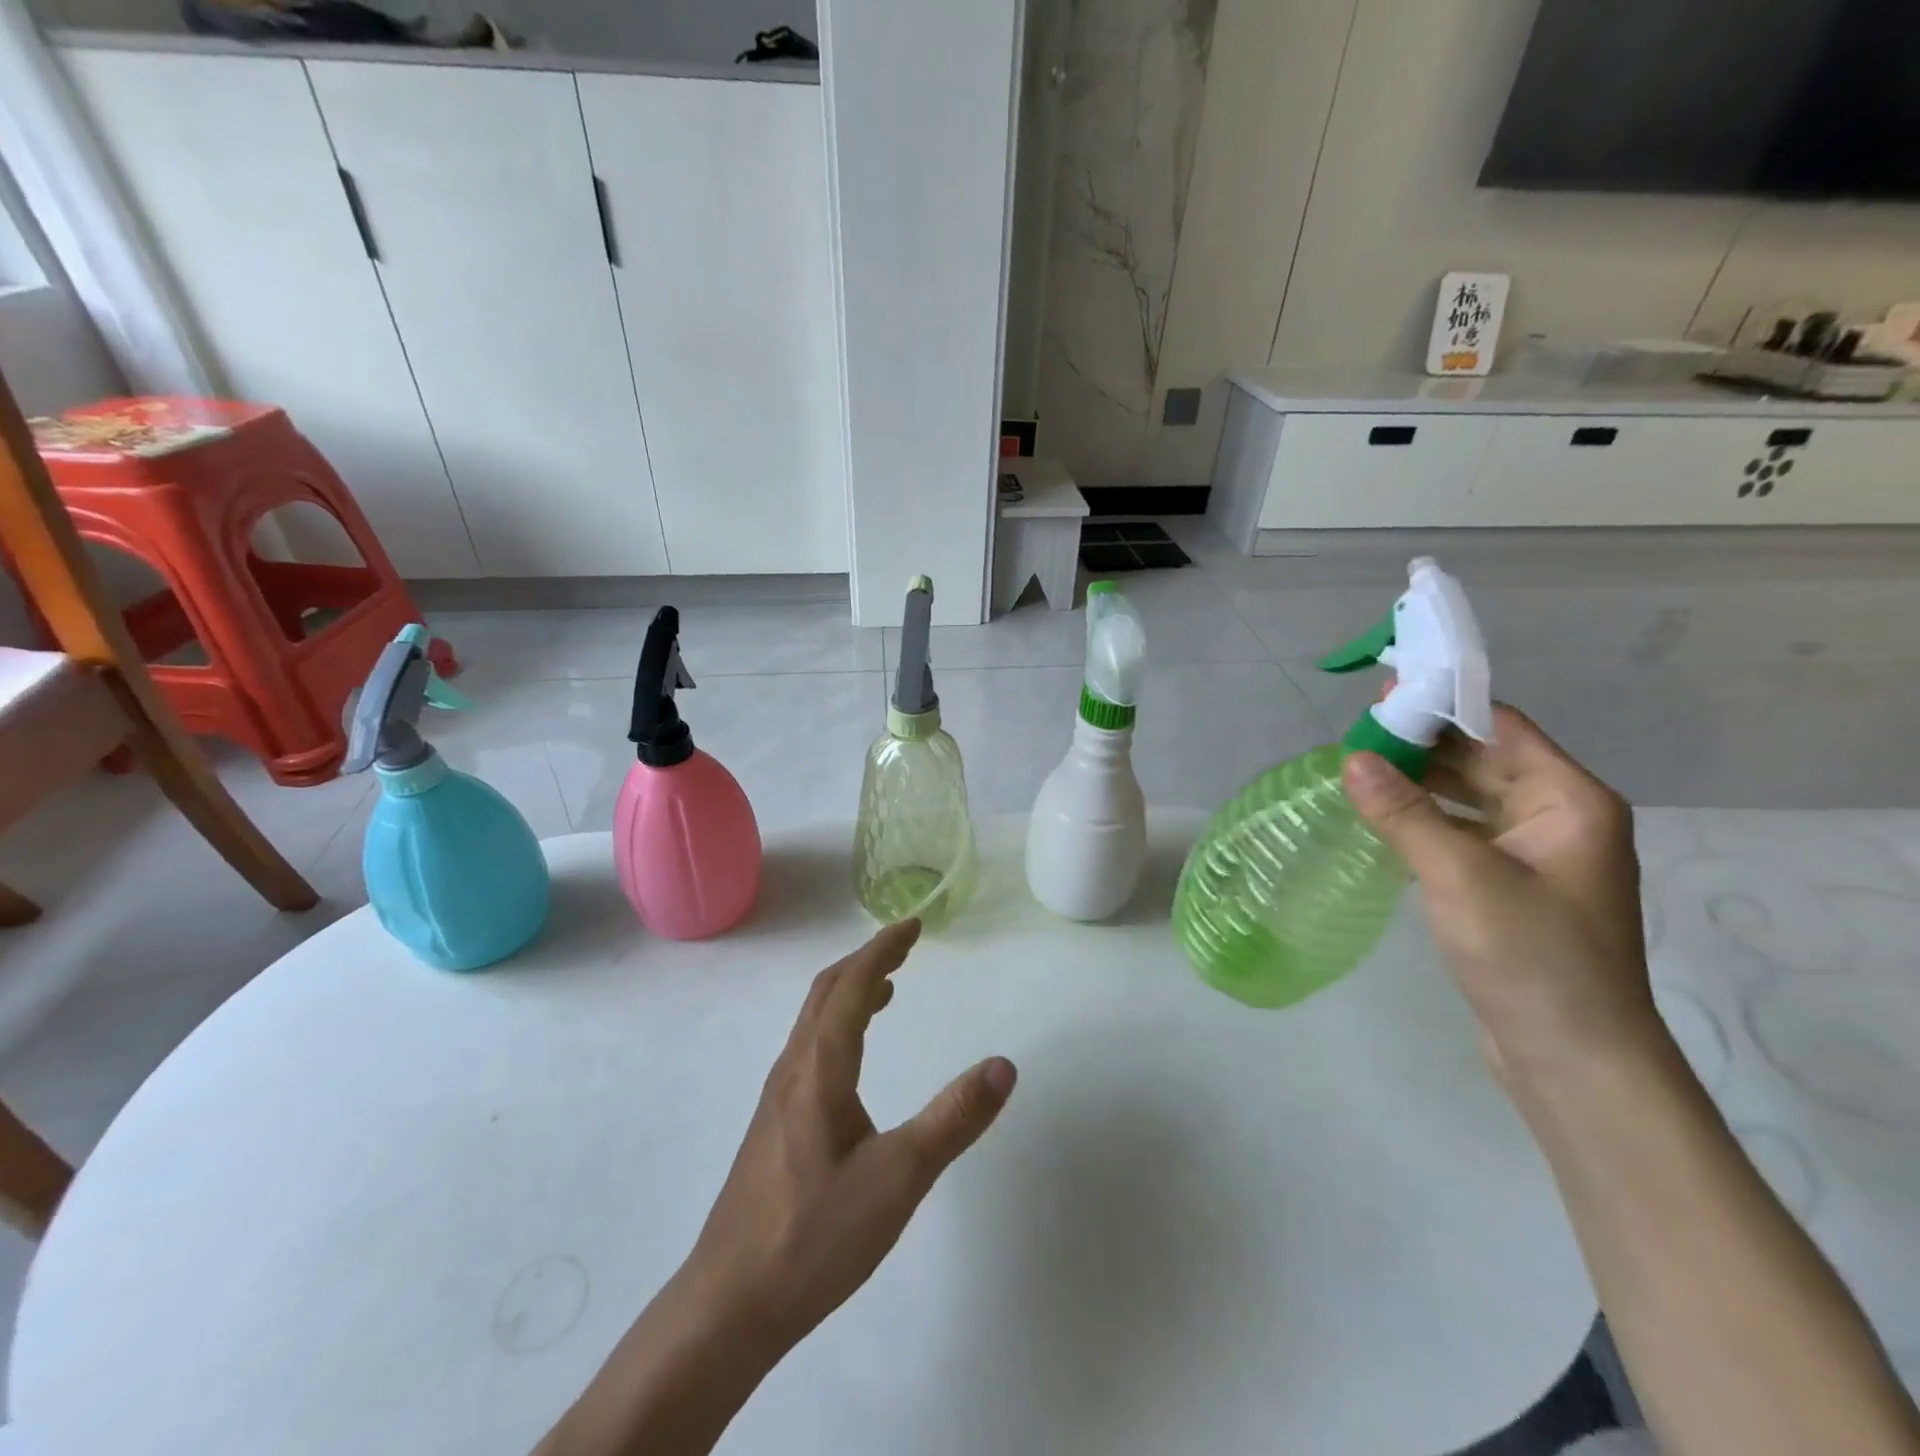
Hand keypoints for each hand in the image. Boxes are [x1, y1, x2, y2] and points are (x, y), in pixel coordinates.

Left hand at [683, 918, 1016, 1353]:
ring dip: (850, 990)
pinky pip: (810, 1047)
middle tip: (904, 946)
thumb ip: (953, 1120)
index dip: (883, 949)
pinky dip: (839, 1024)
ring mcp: (778, 1097)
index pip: (851, 985)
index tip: (913, 926)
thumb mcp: (898, 1179)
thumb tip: (1004, 1065)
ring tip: (888, 988)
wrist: (729, 1304)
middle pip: (826, 992)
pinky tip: (855, 1058)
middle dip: (866, 960)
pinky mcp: (775, 1123)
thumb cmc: (815, 1236)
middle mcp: (793, 1069)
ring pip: (814, 1020)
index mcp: (820, 1067)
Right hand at [1341, 705, 1665, 1087]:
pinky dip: (1424, 819)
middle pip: (1484, 759)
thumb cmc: (1530, 956)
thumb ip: (1404, 812)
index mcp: (1569, 800)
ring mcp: (1536, 854)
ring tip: (1356, 770)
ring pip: (1470, 797)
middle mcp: (1558, 817)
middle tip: (1353, 734)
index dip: (1442, 705)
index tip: (1380, 695)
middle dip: (1421, 744)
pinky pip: (1463, 832)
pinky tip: (1381, 817)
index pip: (1501, 727)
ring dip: (1419, 782)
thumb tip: (1352, 757)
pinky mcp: (1512, 886)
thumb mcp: (1459, 875)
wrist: (1572, 1059)